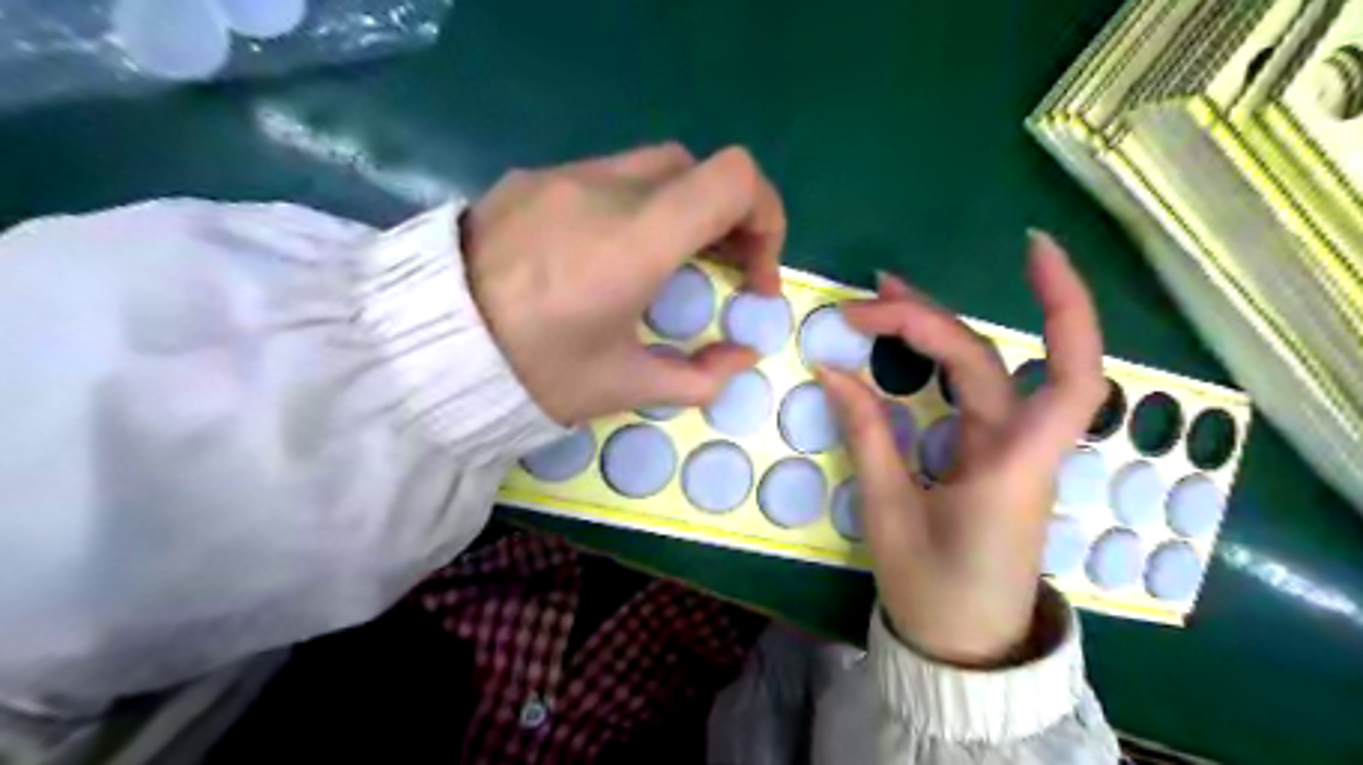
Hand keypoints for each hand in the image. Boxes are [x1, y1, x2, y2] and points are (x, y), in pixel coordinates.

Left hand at [470, 142, 788, 428]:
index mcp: (635, 240)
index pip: (734, 179)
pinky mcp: (529, 179)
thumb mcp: (622, 387)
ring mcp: (561, 176)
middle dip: (727, 219)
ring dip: (680, 210)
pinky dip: (633, 206)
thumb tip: (742, 356)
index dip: (765, 218)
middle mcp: (604, 189)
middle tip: (720, 272)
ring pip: (653, 168)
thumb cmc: (532, 373)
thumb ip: (699, 376)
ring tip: (666, 265)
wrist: (422, 349)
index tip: (752, 275)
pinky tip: (606, 255)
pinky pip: (604, 176)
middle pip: (699, 170)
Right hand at [820, 234, 1105, 667]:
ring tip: (881, 300)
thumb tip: (832, 371)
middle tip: (866, 299)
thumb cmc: (932, 588)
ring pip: (983, 369)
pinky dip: (936, 360)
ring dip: (935, 327)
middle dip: (929, 318)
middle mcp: (1021, 446)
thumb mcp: (889, 513)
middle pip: (989, 358)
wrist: (965, 643)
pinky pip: (969, 393)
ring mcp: (1008, 447)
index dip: (1066, 305)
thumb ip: (868, 435)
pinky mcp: (991, 453)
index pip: (1066, 372)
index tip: (1030, 248)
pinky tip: (904, 344)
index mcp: (1013, 465)